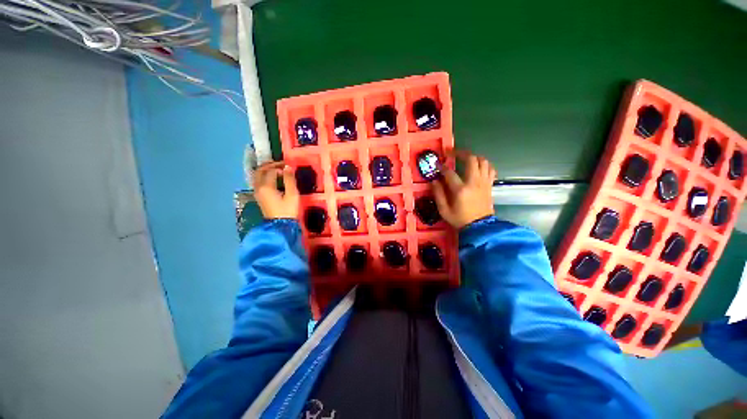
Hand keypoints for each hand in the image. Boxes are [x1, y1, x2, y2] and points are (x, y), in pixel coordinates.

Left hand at [253, 161, 298, 219]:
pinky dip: (265, 177)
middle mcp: (258, 188)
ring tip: (278, 170)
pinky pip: (259, 182)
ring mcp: (257, 193)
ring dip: (266, 171)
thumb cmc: (288, 210)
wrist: (280, 226)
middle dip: (270, 165)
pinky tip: (274, 179)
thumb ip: (290, 180)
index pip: (271, 171)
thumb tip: (288, 167)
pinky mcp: (259, 197)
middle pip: (260, 171)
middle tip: (281, 165)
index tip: (290, 168)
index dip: (280, 168)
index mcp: (266, 186)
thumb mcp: (292, 195)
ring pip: (257, 176)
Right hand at [432, 150, 495, 228]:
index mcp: (460, 189)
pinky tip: (477, 167)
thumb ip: (438, 194)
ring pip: (483, 161)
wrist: (480, 227)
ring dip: (473, 157)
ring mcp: (484, 182)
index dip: (442, 167)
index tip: (437, 165)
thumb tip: (434, 181)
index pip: (450, 173)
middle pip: (471, 159)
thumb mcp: (444, 210)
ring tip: (465, 158)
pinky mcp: (489, 185)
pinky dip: (484, 165)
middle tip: (452, 153)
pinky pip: (490, 169)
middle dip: (460, 153)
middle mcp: (474, 182)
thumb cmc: (460, 219)